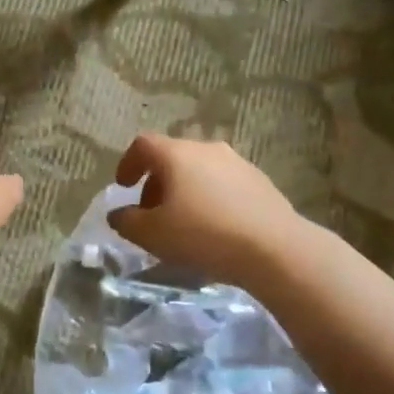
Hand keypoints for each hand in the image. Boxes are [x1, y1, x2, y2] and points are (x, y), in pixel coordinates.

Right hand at [108, 134, 302, 288]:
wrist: (274, 248)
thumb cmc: (203, 235)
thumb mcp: (152, 234)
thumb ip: (127, 221)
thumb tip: (119, 214)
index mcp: (177, 154)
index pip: (143, 145)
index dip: (128, 164)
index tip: (124, 187)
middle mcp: (207, 149)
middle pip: (172, 157)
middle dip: (156, 183)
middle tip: (151, 213)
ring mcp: (238, 163)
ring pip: (200, 170)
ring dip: (184, 191)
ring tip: (183, 223)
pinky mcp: (261, 182)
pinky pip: (224, 184)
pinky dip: (210, 198)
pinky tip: (214, 228)